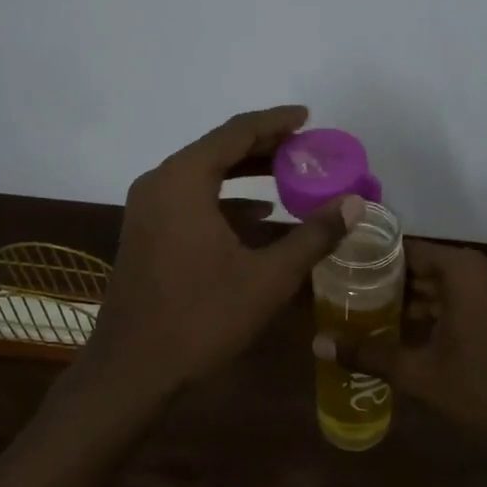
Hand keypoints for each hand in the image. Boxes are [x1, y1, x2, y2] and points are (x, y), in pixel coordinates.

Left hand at [86, 106, 359, 402]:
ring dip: (245, 173)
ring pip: (203, 175)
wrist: (132, 369)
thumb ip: (313, 236)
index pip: (236, 132)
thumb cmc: (201, 318)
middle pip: (217, 149)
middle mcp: (159, 183)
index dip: (275, 122)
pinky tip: (258, 216)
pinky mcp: (145, 233)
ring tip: (290, 176)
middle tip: (306, 147)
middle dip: (263, 146)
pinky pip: (190, 199)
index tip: (308, 117)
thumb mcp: (267, 278)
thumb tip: (355, 204)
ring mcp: (147, 209)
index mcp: (182, 181)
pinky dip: (224, 199)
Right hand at [314, 239, 486, 474]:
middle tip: (348, 292)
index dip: (373, 258)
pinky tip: (408, 330)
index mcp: (464, 271)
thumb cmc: (483, 392)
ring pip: (447, 285)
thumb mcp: (419, 374)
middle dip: (390, 281)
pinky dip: (439, 310)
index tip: (342, 267)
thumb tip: (317, 345)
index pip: (408, 249)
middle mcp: (485, 270)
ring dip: (414, 298)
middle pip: (427, 266)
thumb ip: (368, 354)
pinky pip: (466, 300)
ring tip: (369, 311)